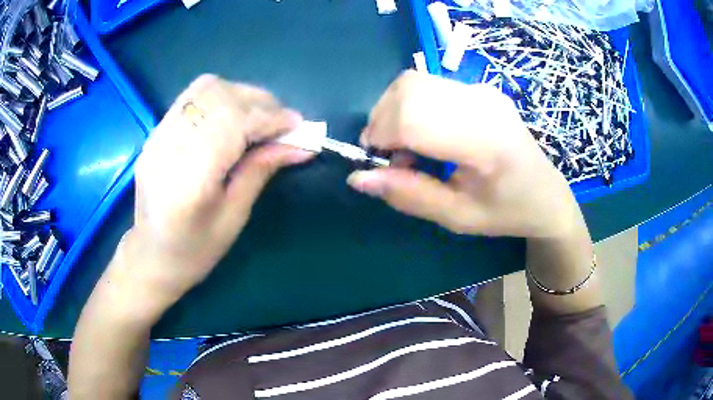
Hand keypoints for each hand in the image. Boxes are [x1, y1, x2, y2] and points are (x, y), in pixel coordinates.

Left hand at [119, 75, 313, 306]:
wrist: (150, 256)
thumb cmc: (194, 250)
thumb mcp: (234, 217)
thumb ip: (262, 170)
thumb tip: (302, 145)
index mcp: (190, 180)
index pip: (233, 123)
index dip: (270, 118)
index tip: (298, 125)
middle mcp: (168, 147)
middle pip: (220, 96)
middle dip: (260, 102)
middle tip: (281, 122)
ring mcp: (157, 136)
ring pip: (205, 88)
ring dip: (240, 94)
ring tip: (258, 116)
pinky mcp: (155, 132)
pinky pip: (191, 97)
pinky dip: (221, 98)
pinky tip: (232, 116)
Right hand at [348, 71, 578, 238]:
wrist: (546, 194)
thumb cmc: (506, 213)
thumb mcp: (456, 217)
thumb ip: (408, 195)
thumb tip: (358, 177)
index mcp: (486, 141)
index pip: (414, 117)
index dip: (381, 136)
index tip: (374, 163)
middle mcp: (483, 103)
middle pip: (409, 91)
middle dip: (381, 122)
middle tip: (388, 157)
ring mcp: (482, 90)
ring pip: (413, 82)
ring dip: (392, 112)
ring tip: (404, 147)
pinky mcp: (478, 88)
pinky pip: (426, 85)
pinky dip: (408, 106)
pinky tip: (421, 133)